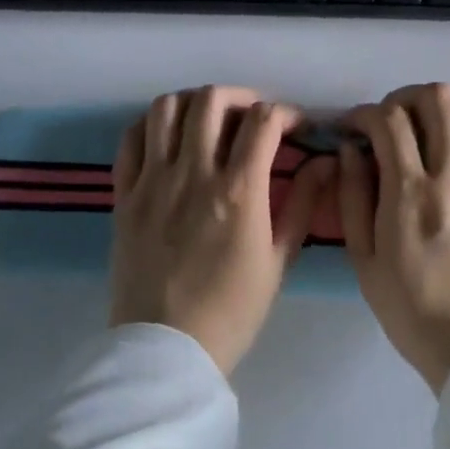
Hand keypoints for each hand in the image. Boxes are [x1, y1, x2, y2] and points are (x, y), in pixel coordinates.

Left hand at [111, 86, 334, 375]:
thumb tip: (325, 161)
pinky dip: (151, 125)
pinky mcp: (124, 194)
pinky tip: (168, 137)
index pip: (263, 121)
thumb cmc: (232, 311)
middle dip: (240, 97)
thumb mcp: (279, 260)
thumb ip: (304, 203)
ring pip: (166, 108)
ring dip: (193, 103)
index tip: (295, 125)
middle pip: (212, 100)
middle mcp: (193, 174)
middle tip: (252, 117)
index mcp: (238, 191)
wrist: (166, 352)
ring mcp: (152, 181)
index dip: (286, 112)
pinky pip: (131, 138)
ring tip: (208, 121)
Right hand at [338, 84, 449, 392]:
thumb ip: (352, 196)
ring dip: (448, 105)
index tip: (354, 127)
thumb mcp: (363, 260)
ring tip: (432, 127)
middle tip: (393, 120)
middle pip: (437, 98)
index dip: (364, 113)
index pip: (388, 119)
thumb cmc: (412, 309)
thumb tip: (351, 149)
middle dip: (406, 97)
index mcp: (409, 192)